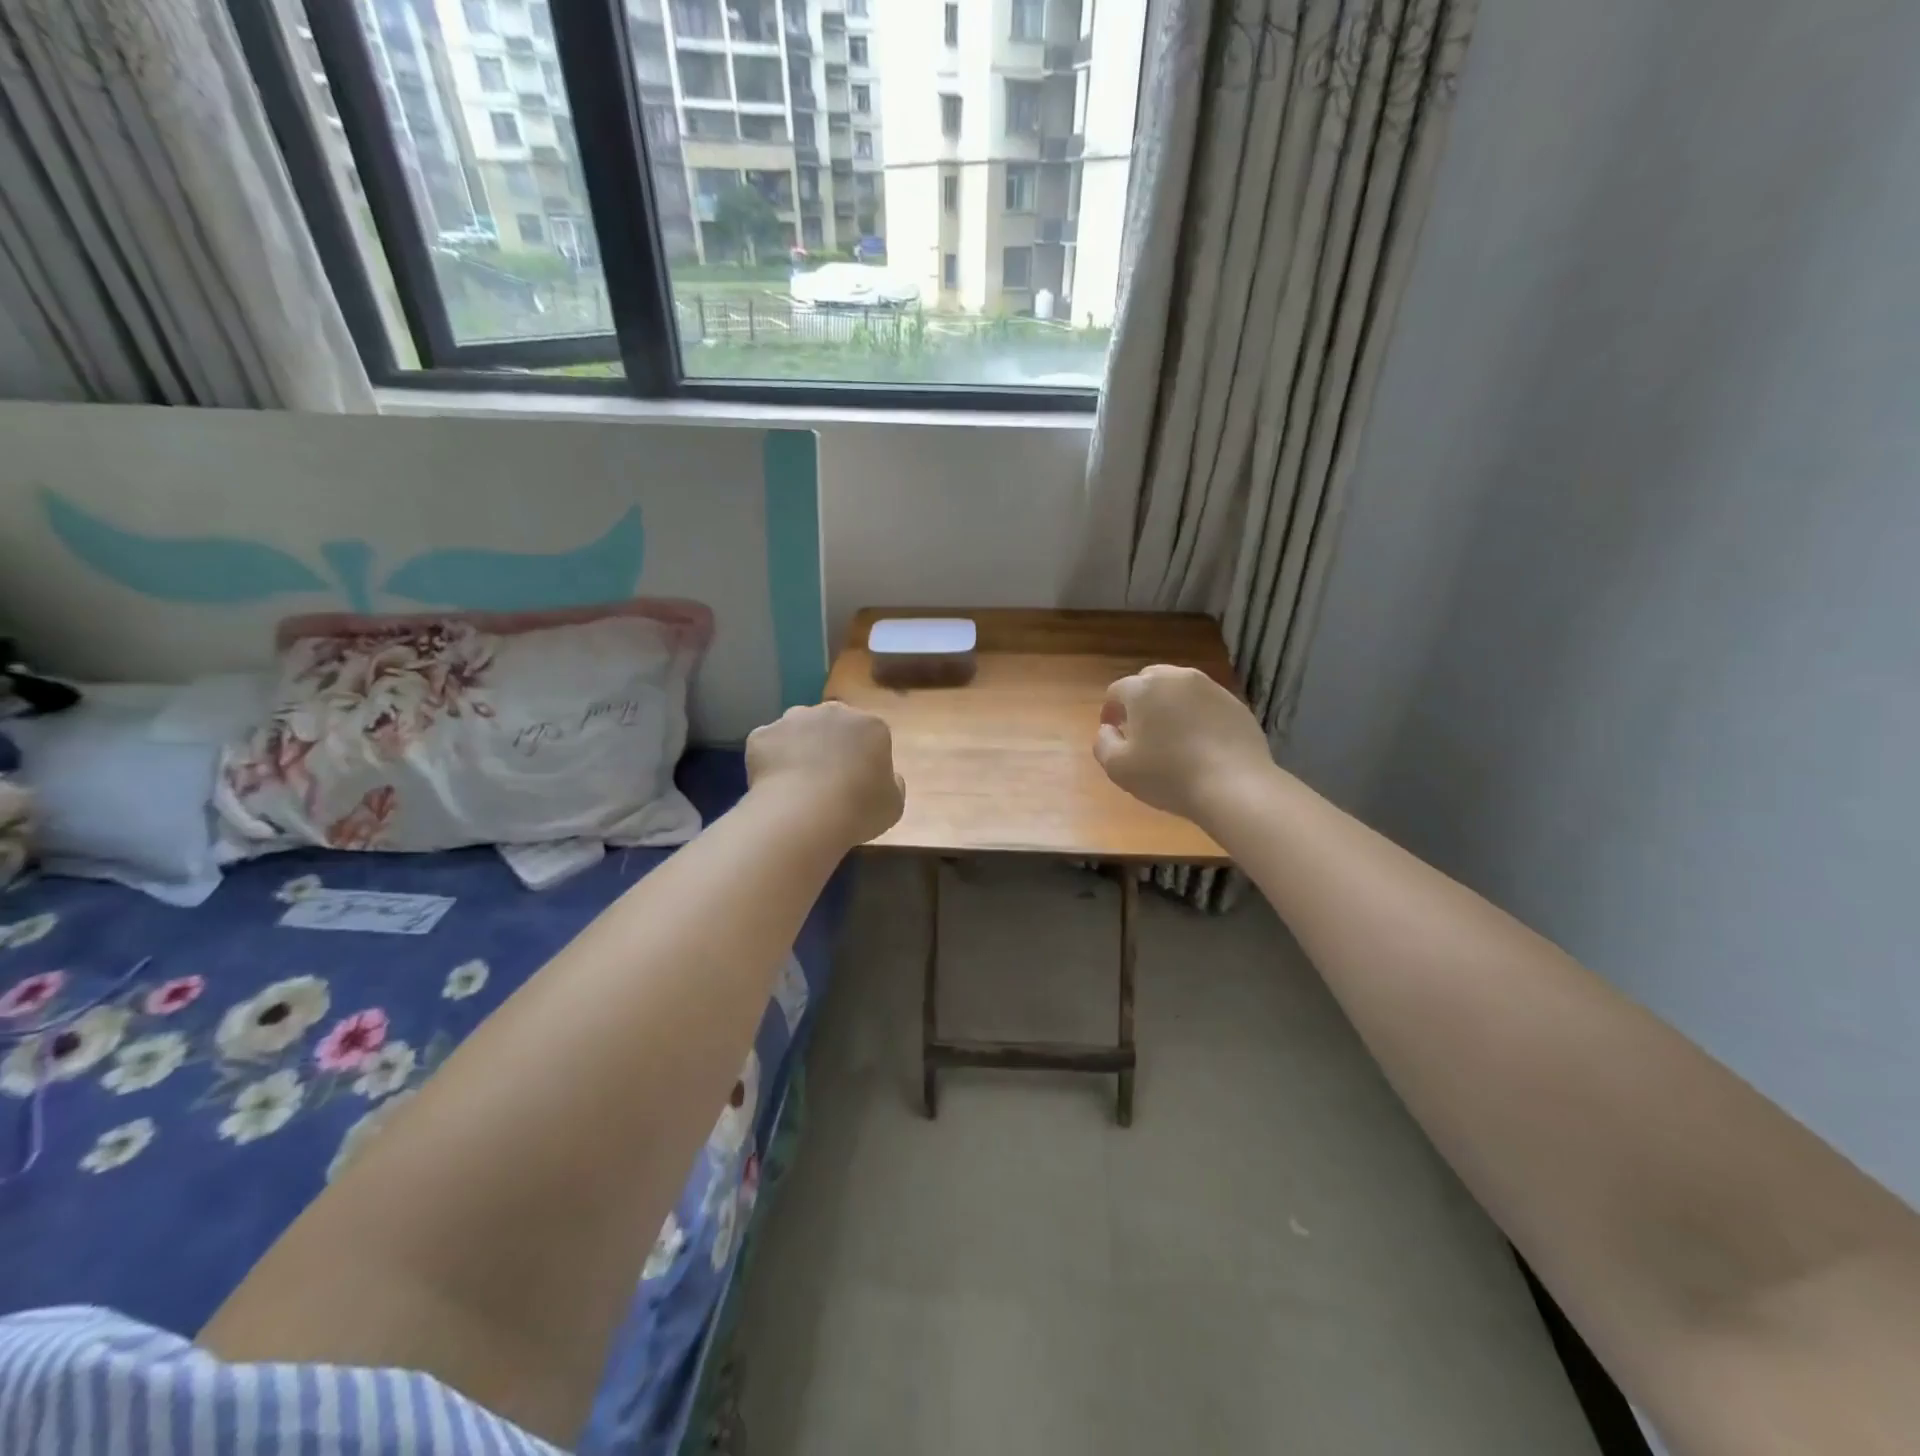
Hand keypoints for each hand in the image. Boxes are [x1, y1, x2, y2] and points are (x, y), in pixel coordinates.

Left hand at [747, 702, 905, 847]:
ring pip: (797, 729)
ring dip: (799, 747)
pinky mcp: (762, 734)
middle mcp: (833, 712)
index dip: (863, 758)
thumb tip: (888, 776)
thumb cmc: (859, 809)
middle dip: (830, 745)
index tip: (858, 782)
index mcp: (871, 725)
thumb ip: (892, 783)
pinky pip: (768, 744)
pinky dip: (769, 760)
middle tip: (826, 780)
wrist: (804, 814)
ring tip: (797, 783)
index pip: (870, 734)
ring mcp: (793, 719)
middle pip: (832, 724)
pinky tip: (773, 786)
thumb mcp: (894, 804)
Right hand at [1094, 665, 1271, 824]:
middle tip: (1141, 729)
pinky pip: (1206, 703)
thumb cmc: (1169, 776)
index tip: (1113, 731)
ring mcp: (1210, 688)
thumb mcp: (1118, 768)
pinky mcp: (1235, 703)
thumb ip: (1103, 743)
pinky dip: (1197, 715)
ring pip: (1180, 689)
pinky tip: (1200, 742)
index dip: (1110, 710)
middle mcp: (1176, 678)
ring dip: (1170, 705)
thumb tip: (1107, 730)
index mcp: (1143, 689)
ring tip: (1172, 734)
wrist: (1235, 786)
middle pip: (1150, 681)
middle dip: (1140, 700)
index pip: (1117, 691)